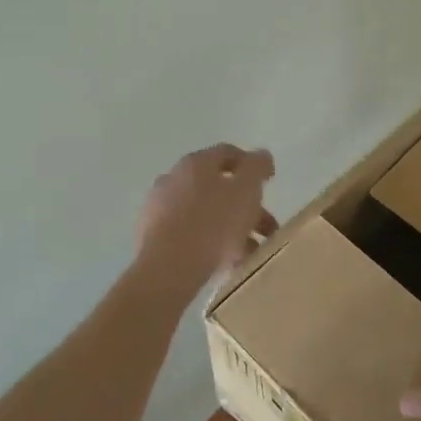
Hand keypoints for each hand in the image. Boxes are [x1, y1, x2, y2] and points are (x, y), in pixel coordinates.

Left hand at [133, 144, 277, 299]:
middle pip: (216, 186)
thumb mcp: (246, 191)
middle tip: (265, 226)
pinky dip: (208, 242)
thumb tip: (261, 155)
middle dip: (245, 205)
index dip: (251, 165)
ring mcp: (158, 208)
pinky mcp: (151, 237)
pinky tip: (224, 262)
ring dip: (229, 227)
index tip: (269, 181)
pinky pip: (188, 234)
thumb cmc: (213, 223)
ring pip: (203, 213)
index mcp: (196, 163)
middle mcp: (173, 179)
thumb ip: (257, 168)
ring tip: (249, 251)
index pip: (227, 154)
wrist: (168, 267)